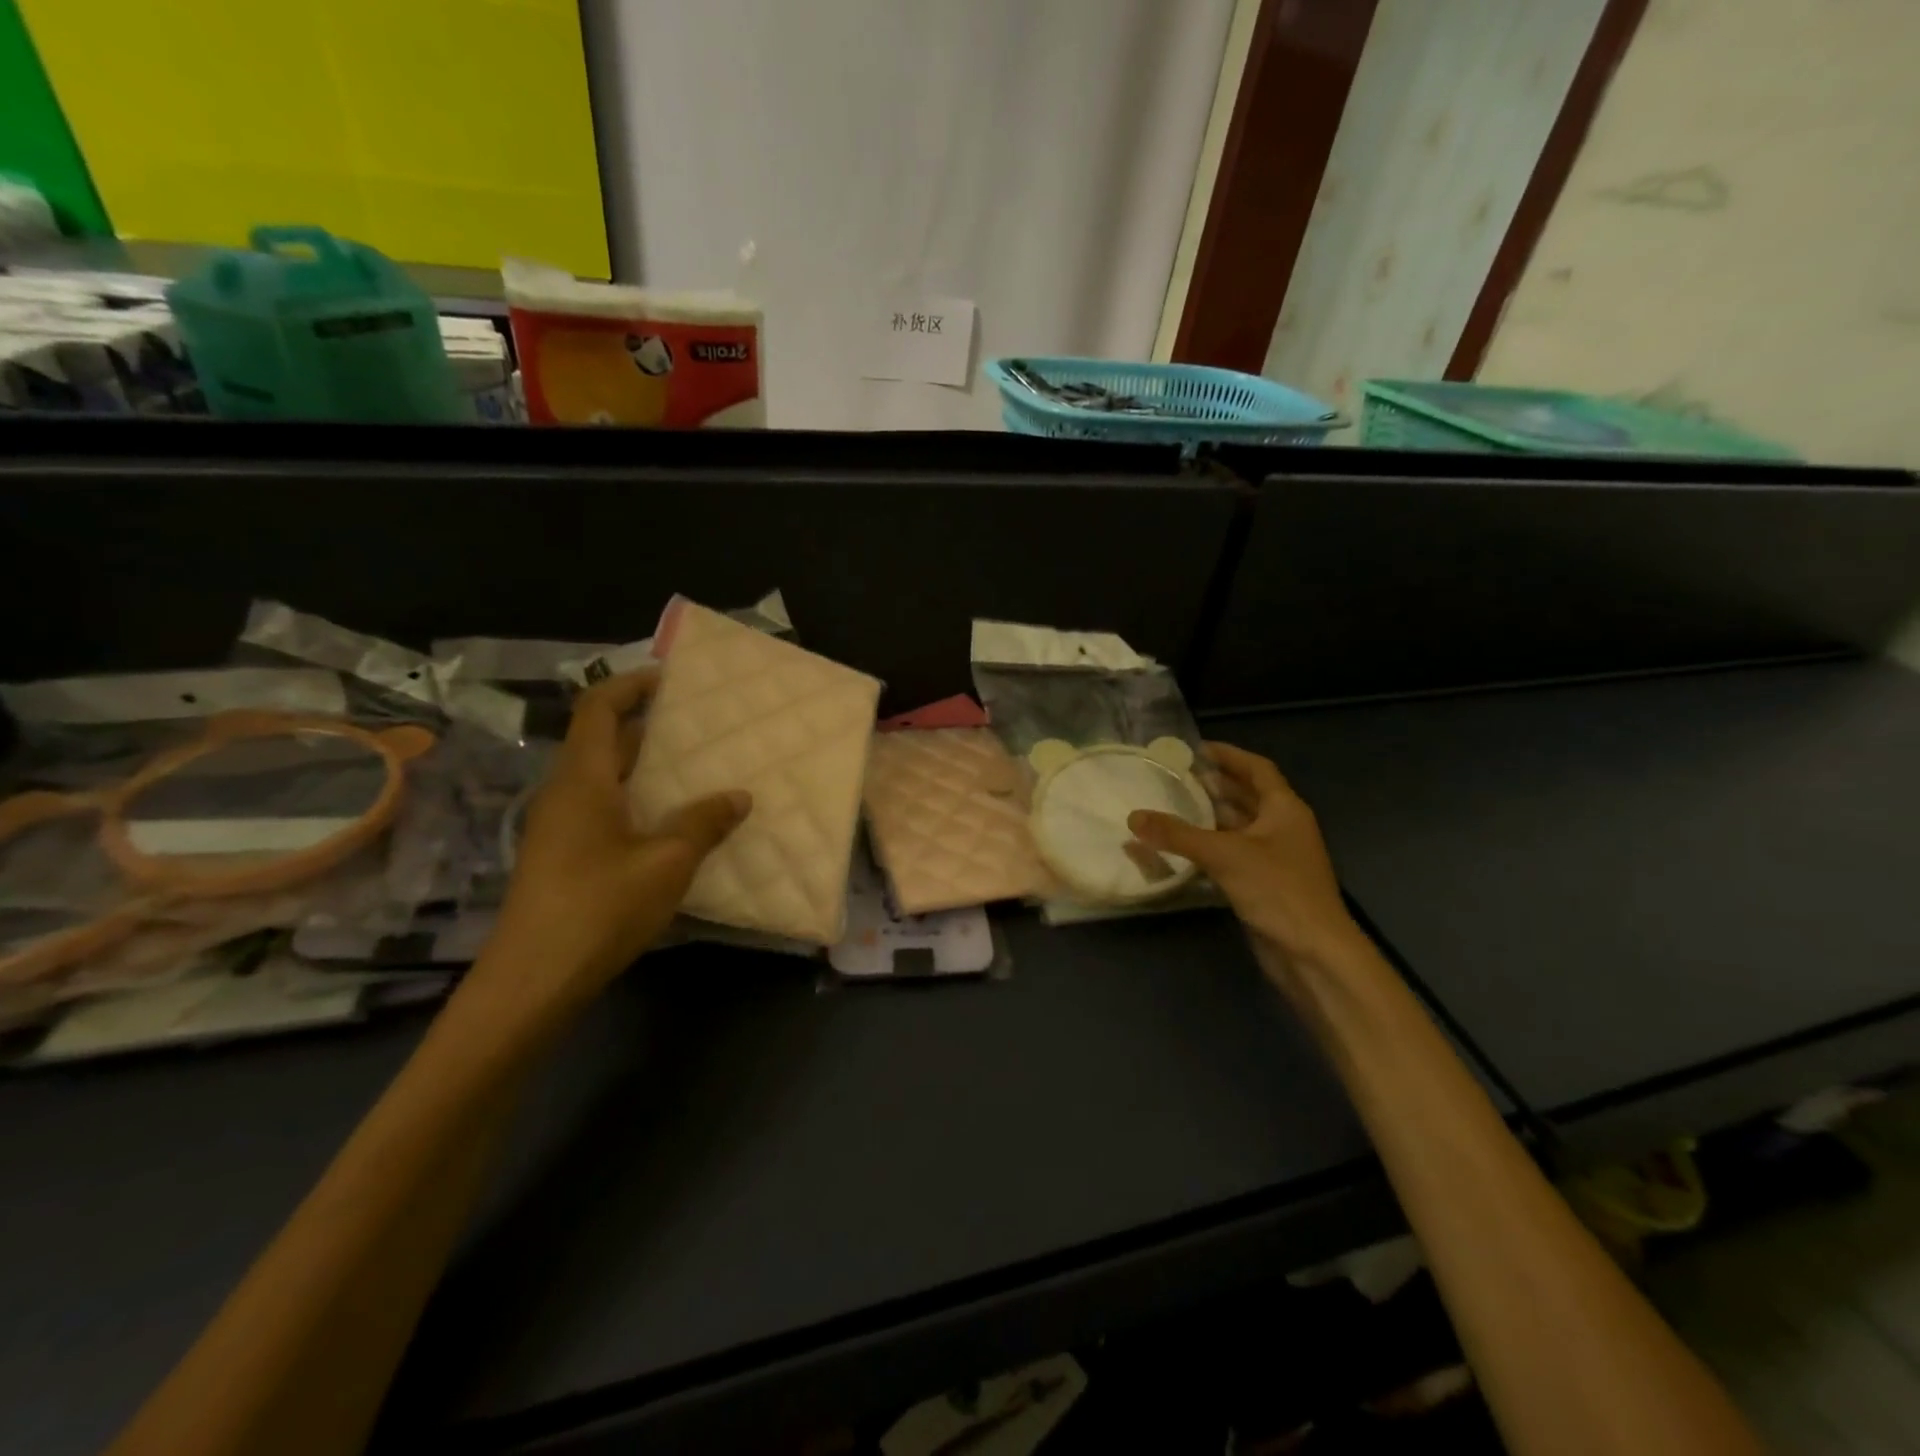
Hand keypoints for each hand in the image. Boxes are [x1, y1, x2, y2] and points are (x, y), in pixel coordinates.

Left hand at [485, 671, 750, 1009]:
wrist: (533, 980)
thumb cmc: (600, 908)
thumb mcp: (667, 862)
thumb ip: (704, 823)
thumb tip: (738, 796)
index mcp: (583, 780)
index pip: (598, 708)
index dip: (631, 685)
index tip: (671, 677)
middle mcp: (565, 794)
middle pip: (602, 740)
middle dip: (648, 725)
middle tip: (700, 725)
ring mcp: (560, 828)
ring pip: (605, 778)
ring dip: (645, 766)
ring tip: (697, 768)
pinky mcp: (564, 857)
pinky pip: (604, 808)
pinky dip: (638, 799)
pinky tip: (673, 822)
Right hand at [1128, 742, 1363, 973]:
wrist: (1312, 953)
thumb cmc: (1277, 890)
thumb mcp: (1224, 855)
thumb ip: (1177, 835)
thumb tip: (1133, 817)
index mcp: (1284, 809)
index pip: (1257, 769)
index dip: (1229, 755)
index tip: (1196, 748)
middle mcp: (1282, 827)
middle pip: (1247, 796)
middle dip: (1215, 785)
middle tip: (1176, 776)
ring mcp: (1274, 857)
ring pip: (1238, 827)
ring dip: (1210, 816)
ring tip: (1173, 805)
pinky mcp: (1263, 884)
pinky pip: (1232, 854)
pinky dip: (1209, 847)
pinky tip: (1182, 848)